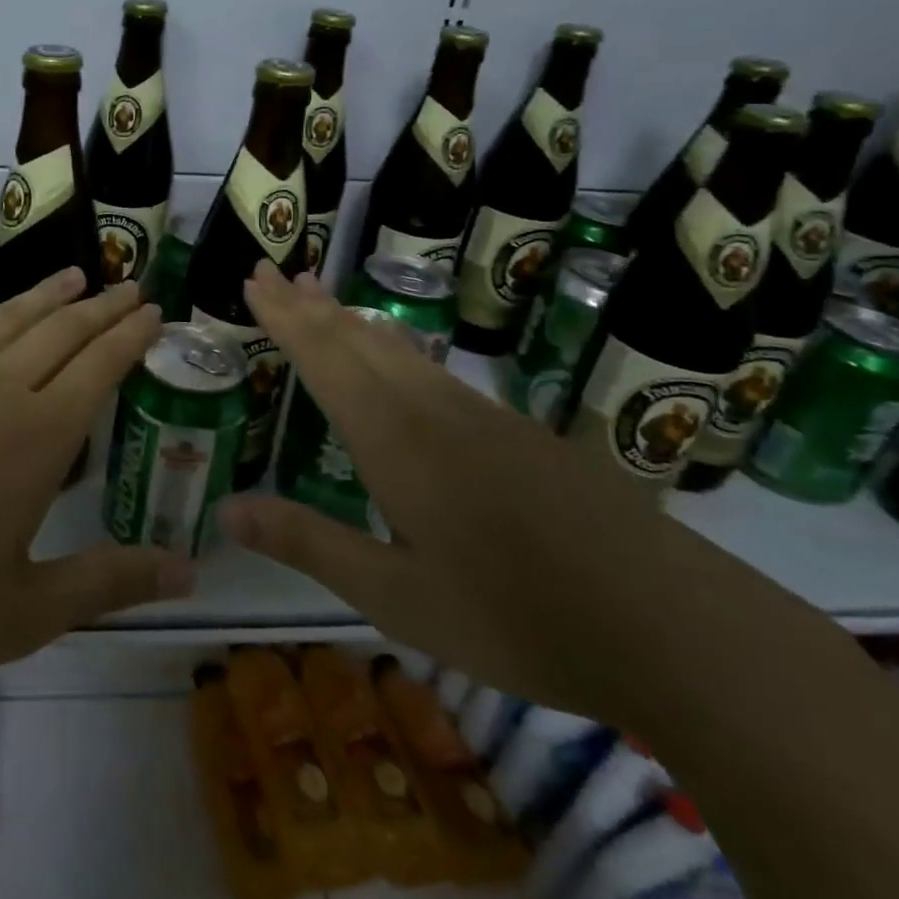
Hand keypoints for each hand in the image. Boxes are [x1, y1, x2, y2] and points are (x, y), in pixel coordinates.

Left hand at [0, 262, 187, 704]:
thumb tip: (192, 572)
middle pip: (62, 330)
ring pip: (5, 315)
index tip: (154, 310)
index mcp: (38, 439)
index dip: (132, 335)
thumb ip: (110, 582)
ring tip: (75, 273)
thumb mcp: (21, 613)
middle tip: (129, 284)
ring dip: (46, 292)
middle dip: (102, 305)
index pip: (101, 366)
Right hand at [218, 262, 676, 720]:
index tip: (254, 279)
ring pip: (397, 347)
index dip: (283, 317)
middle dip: (307, 304)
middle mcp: (430, 409)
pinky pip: (430, 368)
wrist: (674, 627)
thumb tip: (225, 510)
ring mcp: (479, 415)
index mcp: (393, 438)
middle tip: (273, 270)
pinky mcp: (515, 431)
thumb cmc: (515, 617)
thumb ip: (308, 543)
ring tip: (320, 294)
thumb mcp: (395, 596)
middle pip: (356, 338)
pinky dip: (391, 345)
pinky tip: (395, 353)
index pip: (323, 357)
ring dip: (349, 317)